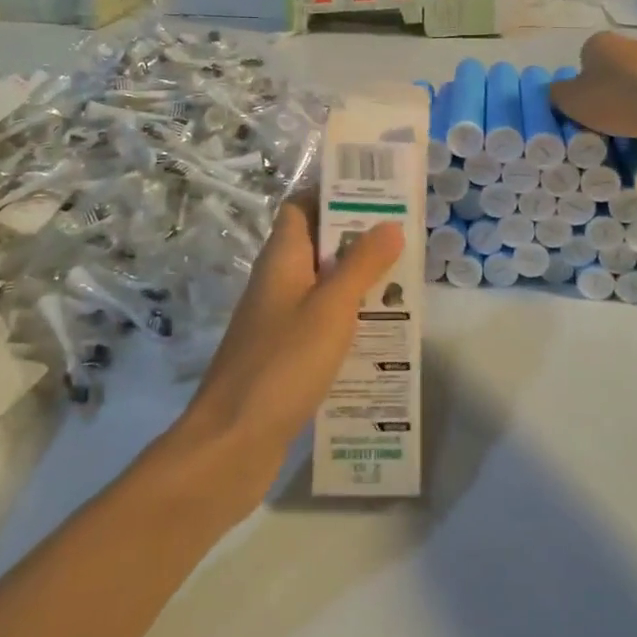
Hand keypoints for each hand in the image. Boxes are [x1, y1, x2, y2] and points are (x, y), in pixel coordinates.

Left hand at [175, 198, 402, 505]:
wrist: (231, 442)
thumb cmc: (282, 363)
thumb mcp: (331, 308)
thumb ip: (361, 265)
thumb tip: (389, 224)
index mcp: (282, 259)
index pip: (302, 207)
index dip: (334, 195)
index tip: (378, 195)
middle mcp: (277, 282)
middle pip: (317, 245)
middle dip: (358, 240)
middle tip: (405, 240)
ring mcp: (277, 321)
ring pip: (322, 286)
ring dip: (357, 282)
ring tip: (405, 285)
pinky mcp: (283, 355)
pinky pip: (320, 323)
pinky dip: (348, 321)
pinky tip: (381, 336)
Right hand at [548, 31, 636, 141]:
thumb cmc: (613, 100)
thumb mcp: (570, 101)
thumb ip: (556, 93)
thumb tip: (558, 91)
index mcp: (599, 41)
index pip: (583, 59)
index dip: (580, 84)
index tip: (584, 106)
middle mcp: (629, 42)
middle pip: (610, 68)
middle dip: (606, 90)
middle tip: (602, 117)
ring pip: (634, 79)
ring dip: (629, 97)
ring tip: (628, 125)